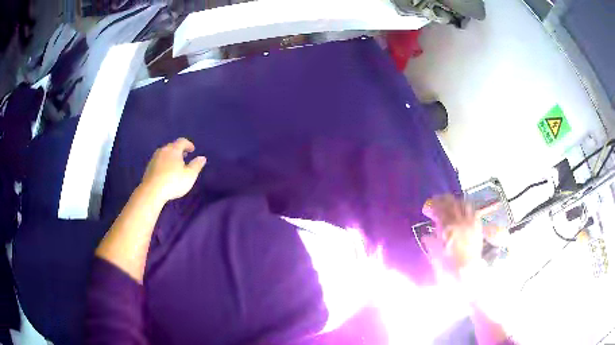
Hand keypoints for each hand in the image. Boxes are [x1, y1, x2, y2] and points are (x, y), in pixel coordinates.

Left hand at [141, 138, 206, 202]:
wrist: (152, 191)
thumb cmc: (173, 182)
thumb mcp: (189, 175)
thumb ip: (196, 165)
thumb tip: (202, 157)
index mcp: (174, 150)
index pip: (182, 141)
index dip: (188, 144)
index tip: (192, 150)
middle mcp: (163, 150)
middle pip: (172, 146)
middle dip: (179, 150)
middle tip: (185, 156)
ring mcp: (154, 158)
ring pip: (164, 153)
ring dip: (171, 156)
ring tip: (175, 164)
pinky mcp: (149, 167)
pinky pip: (159, 161)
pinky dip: (164, 162)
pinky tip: (166, 172)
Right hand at [422, 195, 484, 279]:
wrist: (467, 276)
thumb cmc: (449, 269)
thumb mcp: (436, 256)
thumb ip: (431, 243)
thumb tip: (426, 236)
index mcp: (449, 228)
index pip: (439, 209)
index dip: (432, 206)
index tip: (426, 208)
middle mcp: (461, 222)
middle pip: (452, 203)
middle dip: (443, 200)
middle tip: (436, 202)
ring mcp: (472, 223)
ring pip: (464, 204)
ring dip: (456, 202)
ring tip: (450, 205)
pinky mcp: (478, 228)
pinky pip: (474, 212)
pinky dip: (467, 209)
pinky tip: (463, 213)